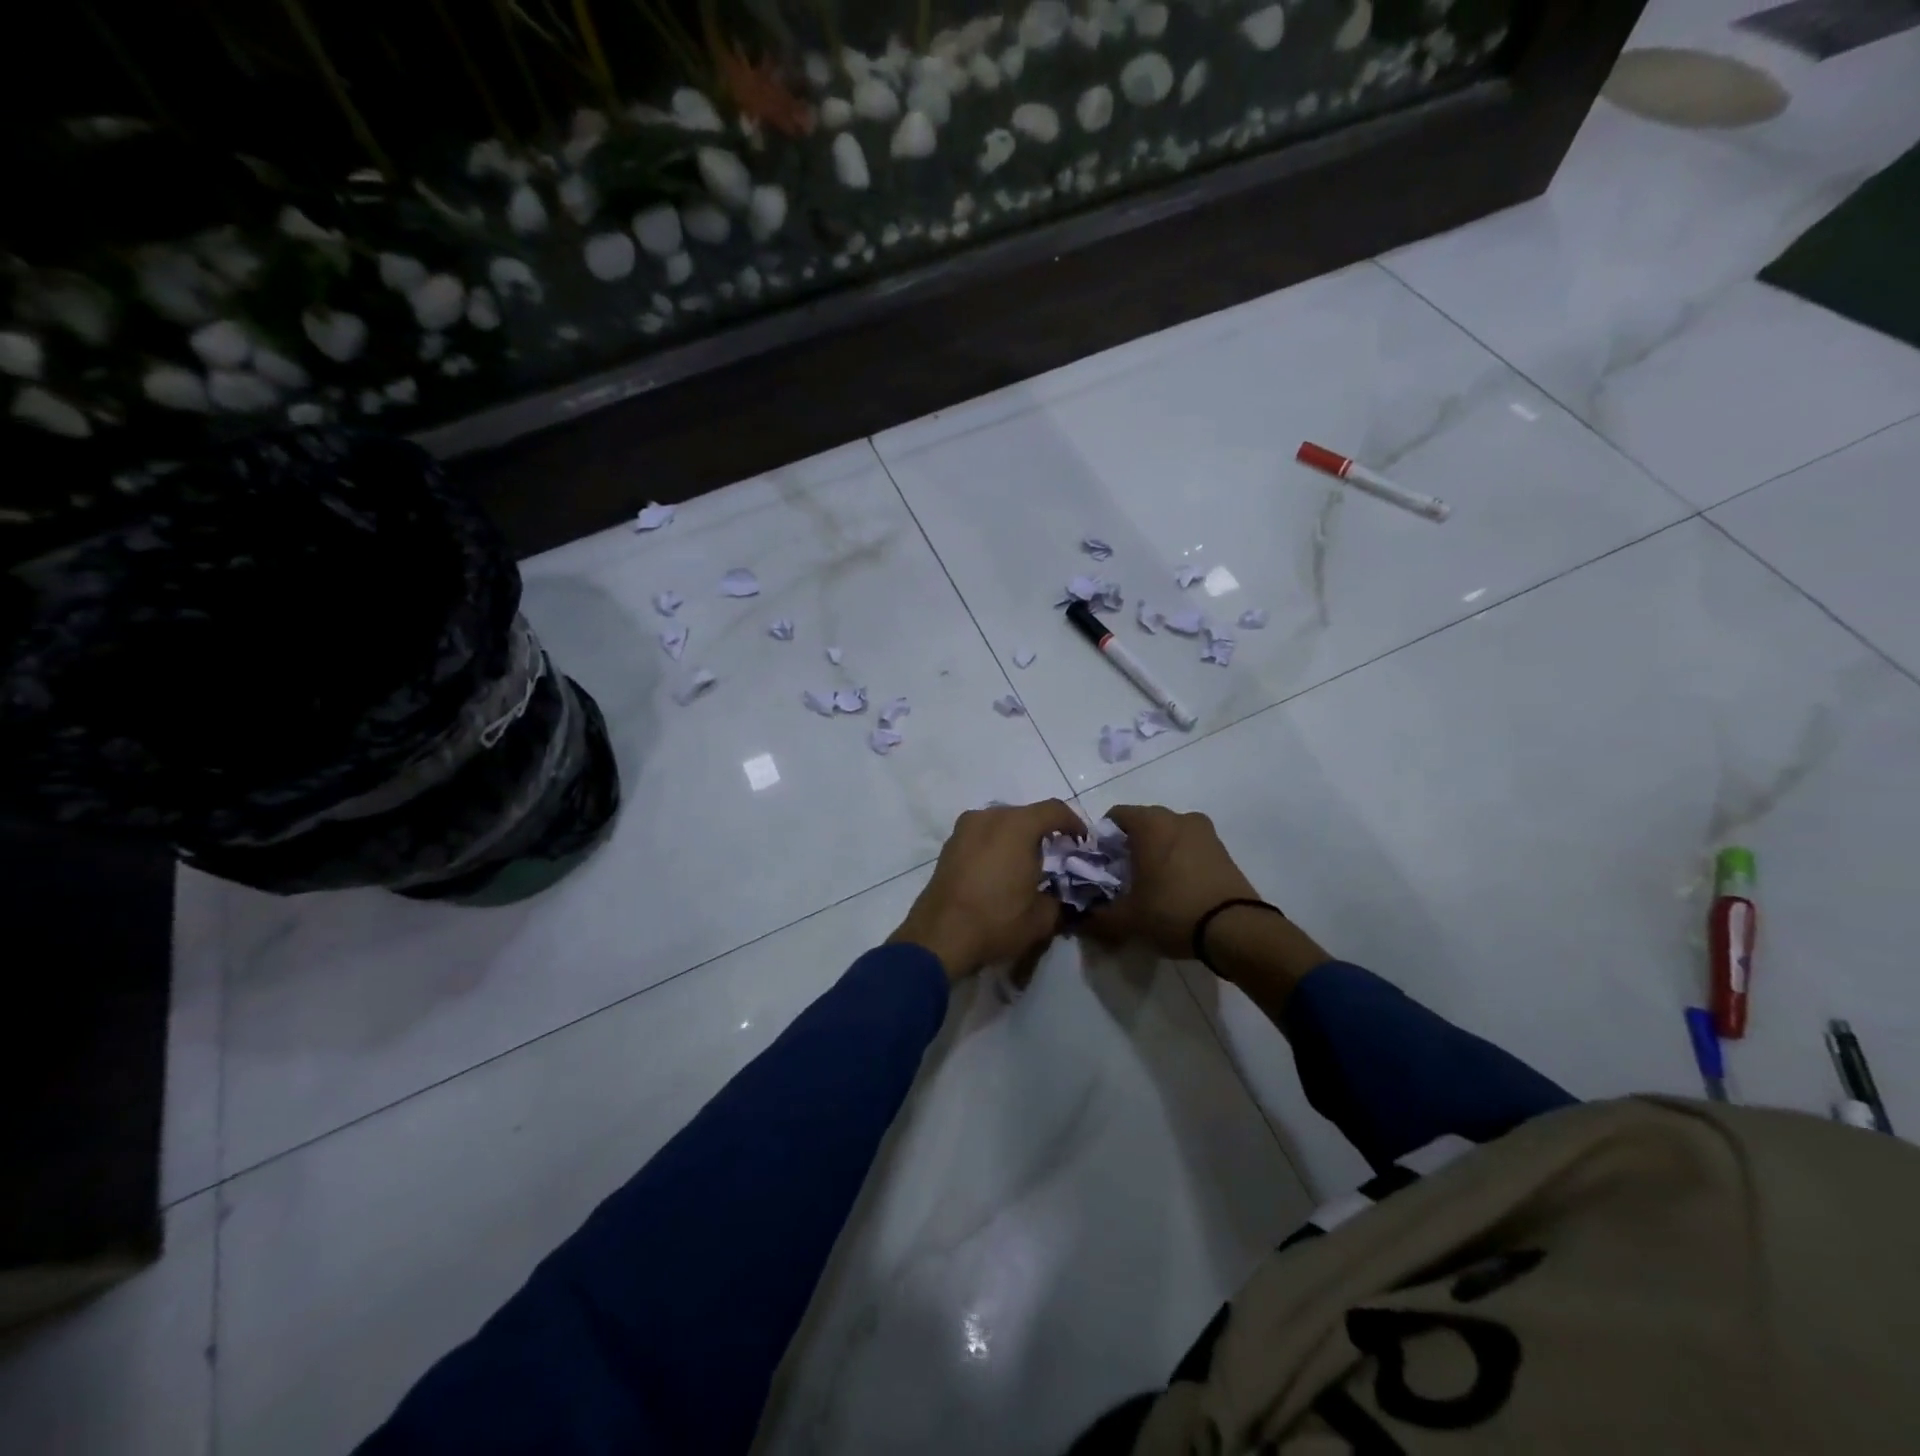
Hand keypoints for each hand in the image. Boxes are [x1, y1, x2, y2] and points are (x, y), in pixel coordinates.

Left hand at [888, 799, 1085, 981]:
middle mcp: (989, 817)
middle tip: (1057, 855)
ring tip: (1027, 864)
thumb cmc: (996, 921)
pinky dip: (996, 845)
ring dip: (1018, 837)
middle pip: (1026, 814)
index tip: (1083, 842)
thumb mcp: (1042, 917)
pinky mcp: (949, 845)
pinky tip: (1000, 871)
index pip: (1055, 810)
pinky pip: (982, 835)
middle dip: (1045, 831)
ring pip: (1001, 823)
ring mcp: (964, 828)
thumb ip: (1058, 898)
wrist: (939, 936)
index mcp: (1017, 826)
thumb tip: (1056, 894)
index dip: (1074, 823)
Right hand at [1080, 805, 1258, 958]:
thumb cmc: (1172, 911)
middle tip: (1122, 878)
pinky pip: (1190, 847)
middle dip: (1129, 846)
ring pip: (1168, 835)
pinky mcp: (1223, 850)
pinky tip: (1176, 889)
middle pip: (1143, 824)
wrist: (1236, 929)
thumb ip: (1097, 917)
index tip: (1100, 865)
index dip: (1102, 840)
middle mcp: (1177, 817)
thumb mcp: (1127, 919)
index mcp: (1150, 823)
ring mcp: (1205, 832)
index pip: (1115, 816)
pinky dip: (1179, 861)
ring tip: (1151, 885)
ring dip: (1156, 853)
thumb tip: (1078, 921)